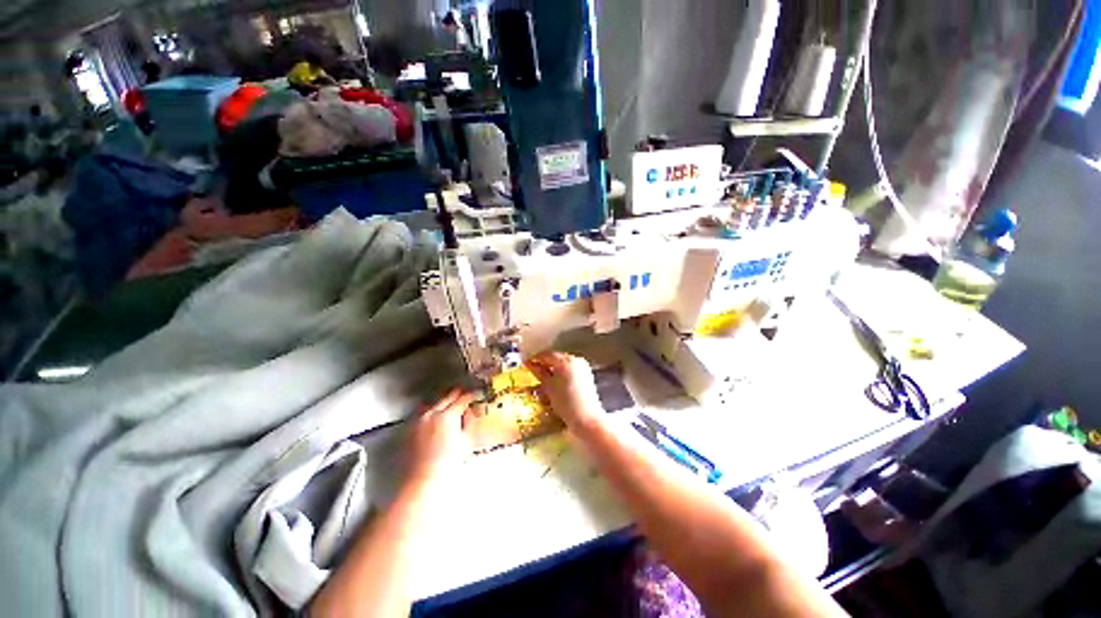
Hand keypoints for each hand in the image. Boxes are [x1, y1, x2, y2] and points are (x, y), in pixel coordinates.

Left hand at [406, 389, 477, 487]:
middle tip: (466, 393)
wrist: (424, 478)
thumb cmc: (448, 462)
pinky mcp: (412, 426)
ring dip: (445, 399)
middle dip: (458, 393)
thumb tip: (468, 411)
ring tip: (452, 401)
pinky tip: (437, 413)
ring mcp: (420, 419)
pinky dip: (433, 408)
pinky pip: (424, 410)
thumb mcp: (467, 441)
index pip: (462, 398)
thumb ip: (469, 421)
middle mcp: (432, 413)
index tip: (477, 394)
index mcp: (448, 415)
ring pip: (435, 401)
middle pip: (447, 396)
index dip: (472, 395)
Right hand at [527, 352, 604, 429]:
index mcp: (565, 360)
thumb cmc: (565, 403)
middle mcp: (575, 359)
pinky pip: (570, 367)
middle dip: (544, 362)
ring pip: (563, 362)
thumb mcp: (548, 387)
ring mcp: (582, 365)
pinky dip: (562, 371)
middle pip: (556, 357)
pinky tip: (555, 379)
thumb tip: (529, 363)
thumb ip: (539, 372)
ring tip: (543, 375)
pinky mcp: (586, 373)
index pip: (546, 354)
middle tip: (533, 368)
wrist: (587, 418)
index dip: (535, 358)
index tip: (526, 362)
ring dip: (553, 367)